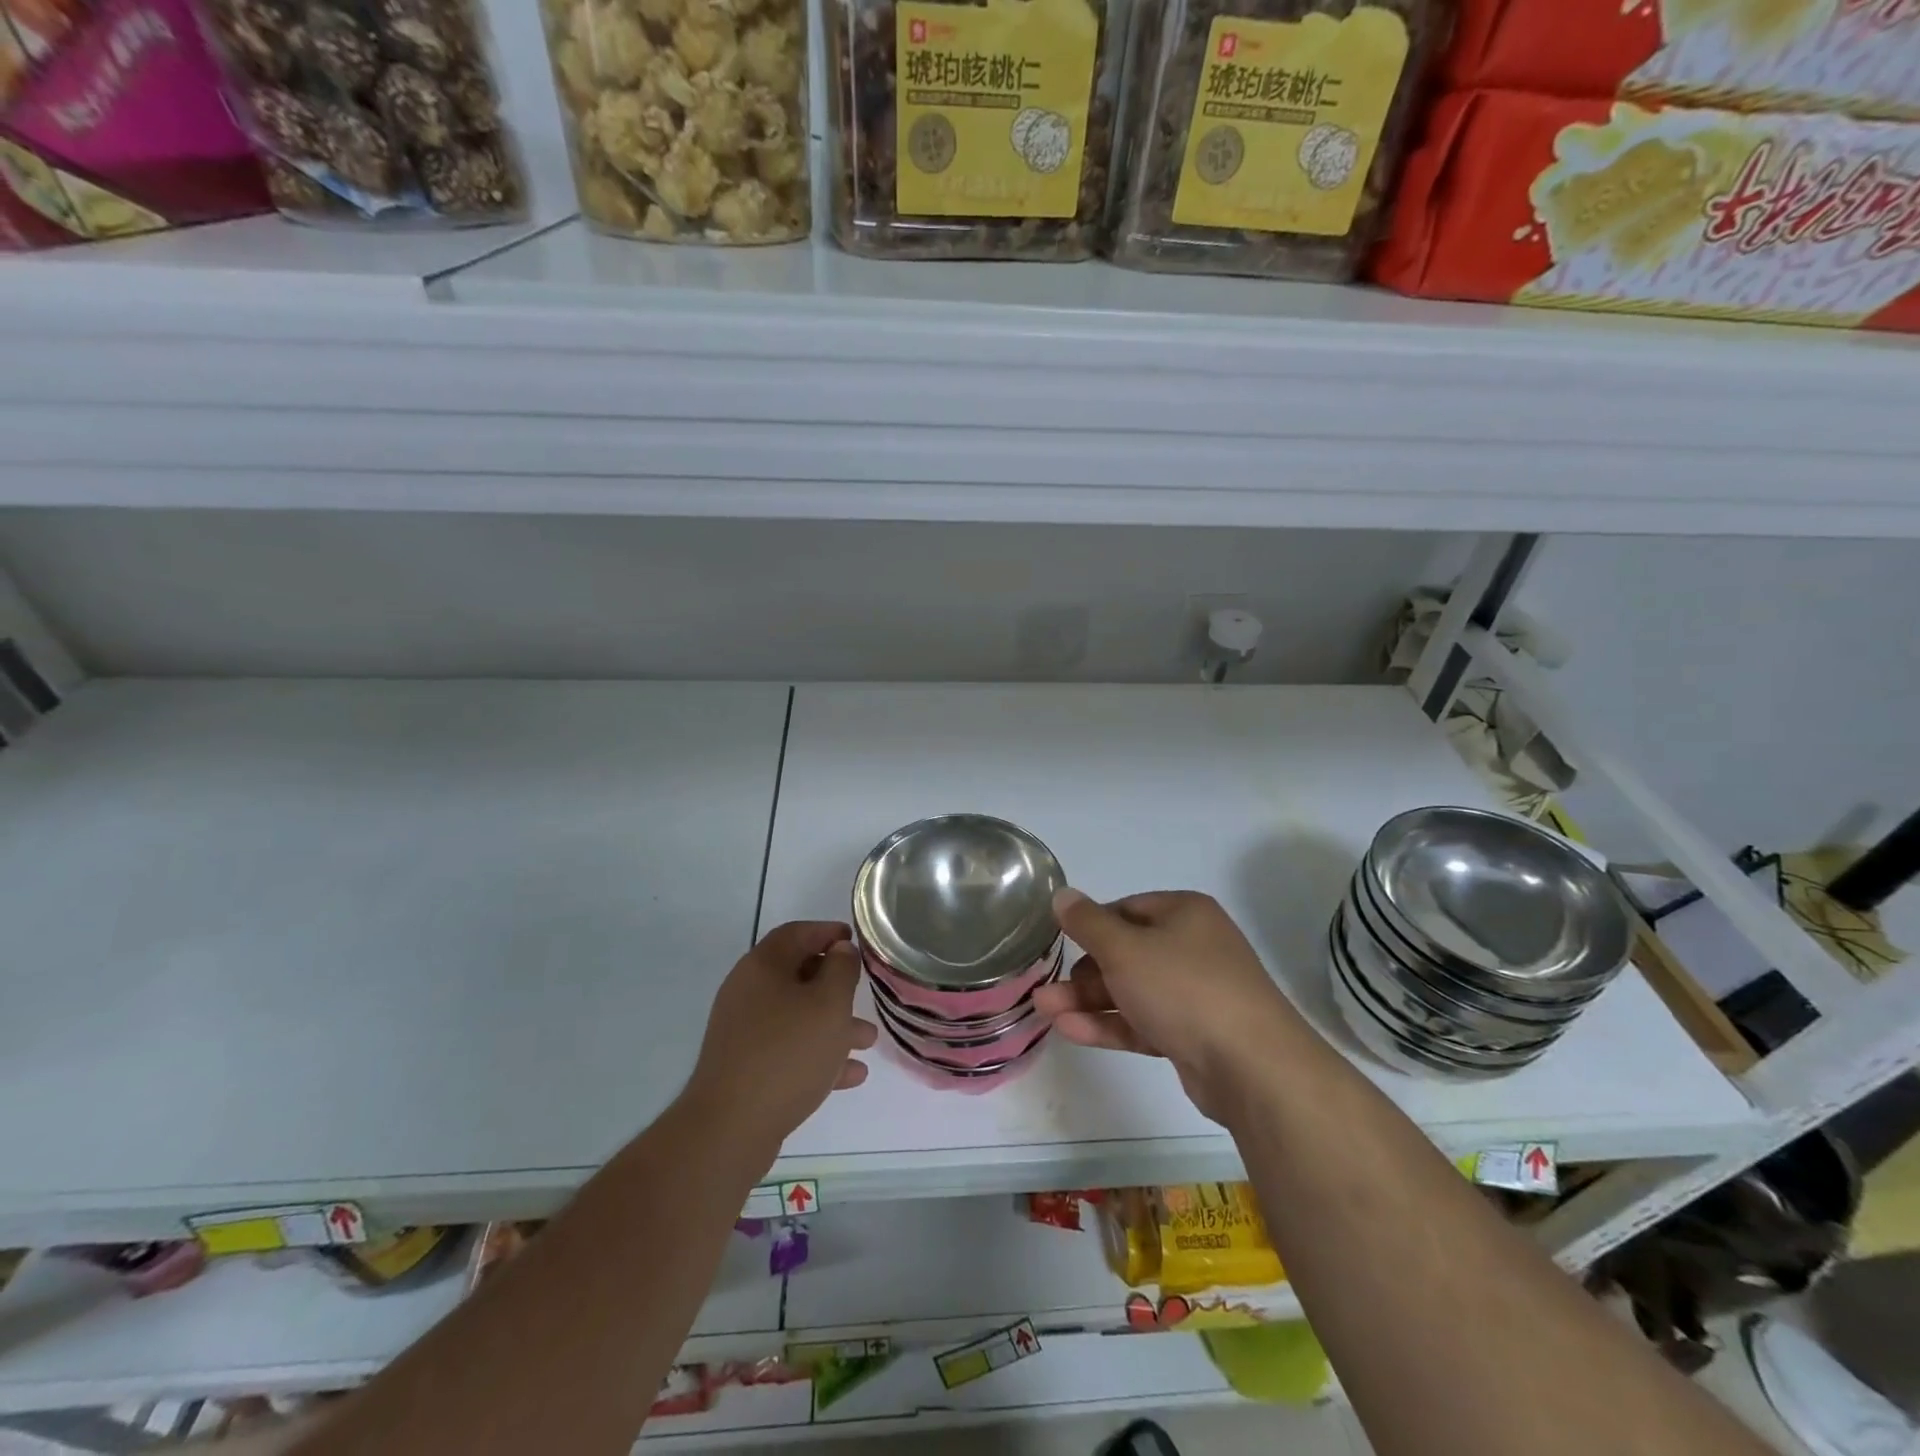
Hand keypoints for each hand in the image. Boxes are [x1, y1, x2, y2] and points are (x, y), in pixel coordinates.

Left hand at [685, 921, 877, 1151]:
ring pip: (796, 1016)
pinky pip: (787, 1050)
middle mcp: (748, 992)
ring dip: (832, 1024)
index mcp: (763, 967)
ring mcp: (743, 1032)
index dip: (827, 932)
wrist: (730, 1128)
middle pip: (797, 975)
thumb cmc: (787, 1053)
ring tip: (866, 1040)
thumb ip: (842, 969)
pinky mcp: (745, 1067)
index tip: (855, 941)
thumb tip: (840, 950)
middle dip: (835, 985)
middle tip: (863, 993)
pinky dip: (817, 1054)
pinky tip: (850, 1075)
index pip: (797, 933)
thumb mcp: (829, 1003)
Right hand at [1035, 888, 1301, 1123]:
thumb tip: (1062, 894)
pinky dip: (1110, 1024)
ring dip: (1088, 1000)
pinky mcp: (1193, 1035)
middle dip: (1082, 971)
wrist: (1252, 1067)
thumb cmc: (1184, 988)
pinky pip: (1144, 1021)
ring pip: (1132, 990)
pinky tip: (1070, 1031)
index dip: (1091, 925)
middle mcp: (1193, 947)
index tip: (1060, 942)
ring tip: (1044, 1010)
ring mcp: (1196, 994)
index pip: (1126, 909)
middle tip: (1047, 988)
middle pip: (1127, 952)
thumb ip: (1088, 922)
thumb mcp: (1124, 948)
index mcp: (1184, 913)